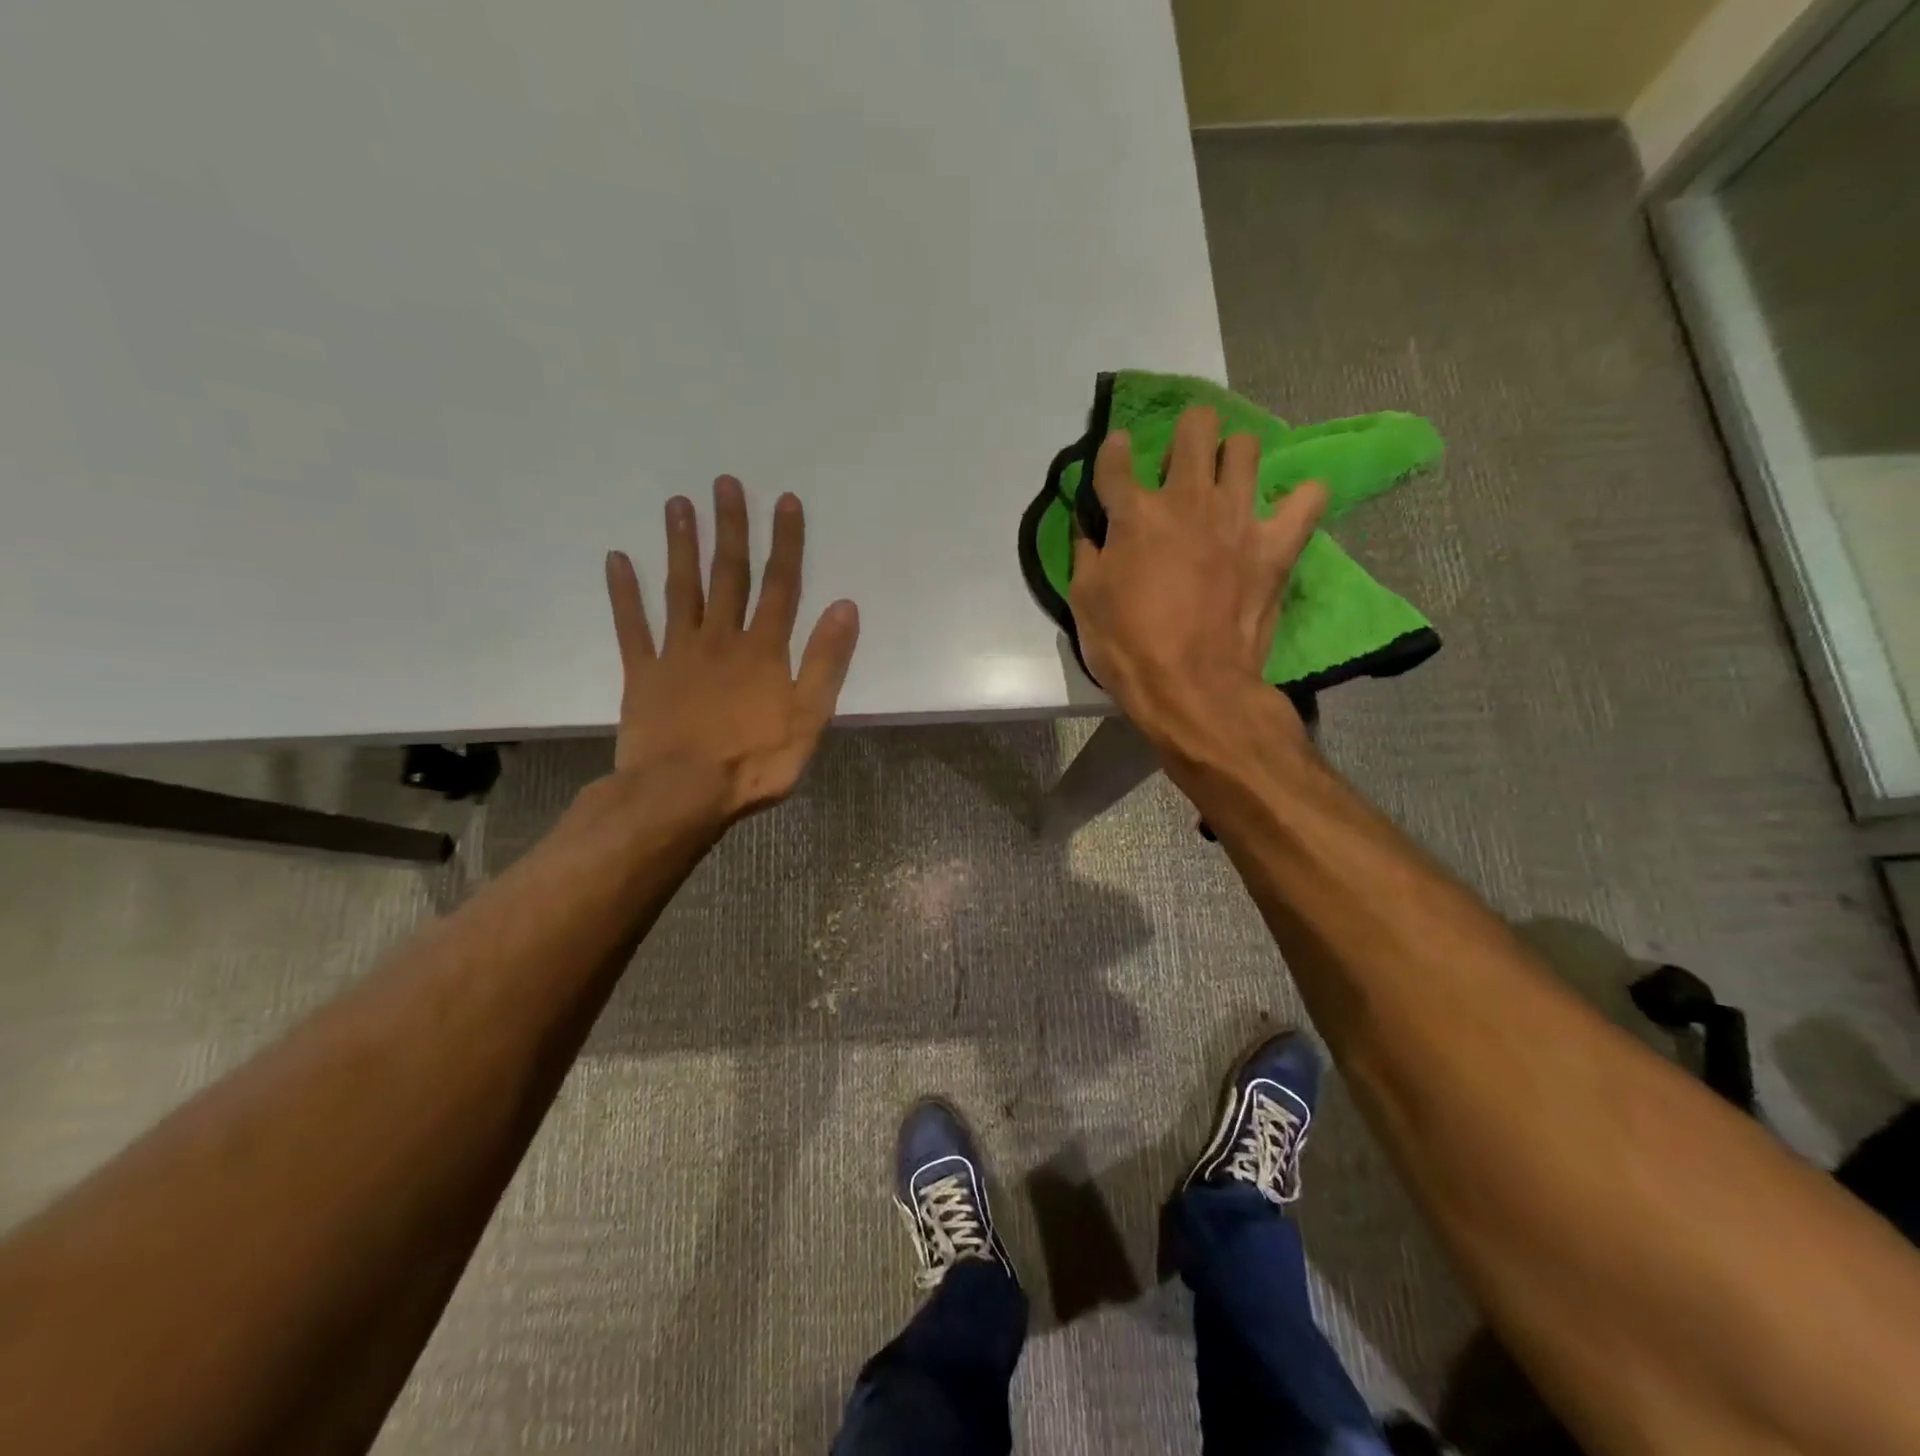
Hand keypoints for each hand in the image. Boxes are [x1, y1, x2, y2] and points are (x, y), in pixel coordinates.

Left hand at [604, 476, 858, 821]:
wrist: (681, 795)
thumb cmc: (754, 762)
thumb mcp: (809, 719)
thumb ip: (826, 662)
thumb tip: (845, 606)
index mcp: (764, 651)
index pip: (781, 585)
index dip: (785, 542)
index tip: (785, 501)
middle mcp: (721, 639)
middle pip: (729, 575)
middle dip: (730, 528)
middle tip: (724, 482)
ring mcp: (677, 654)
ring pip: (681, 589)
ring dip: (681, 546)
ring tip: (678, 504)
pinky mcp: (643, 675)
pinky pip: (632, 627)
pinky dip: (624, 594)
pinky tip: (617, 560)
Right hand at [1069, 406, 1324, 748]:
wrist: (1192, 687)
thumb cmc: (1128, 648)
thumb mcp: (1085, 602)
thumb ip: (1086, 555)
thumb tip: (1090, 529)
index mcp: (1135, 514)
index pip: (1116, 459)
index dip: (1112, 450)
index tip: (1115, 452)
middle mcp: (1188, 500)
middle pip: (1196, 428)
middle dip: (1187, 431)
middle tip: (1180, 460)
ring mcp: (1237, 518)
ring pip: (1246, 448)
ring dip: (1233, 456)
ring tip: (1226, 481)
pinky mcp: (1275, 546)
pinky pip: (1307, 500)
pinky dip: (1298, 500)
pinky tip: (1284, 511)